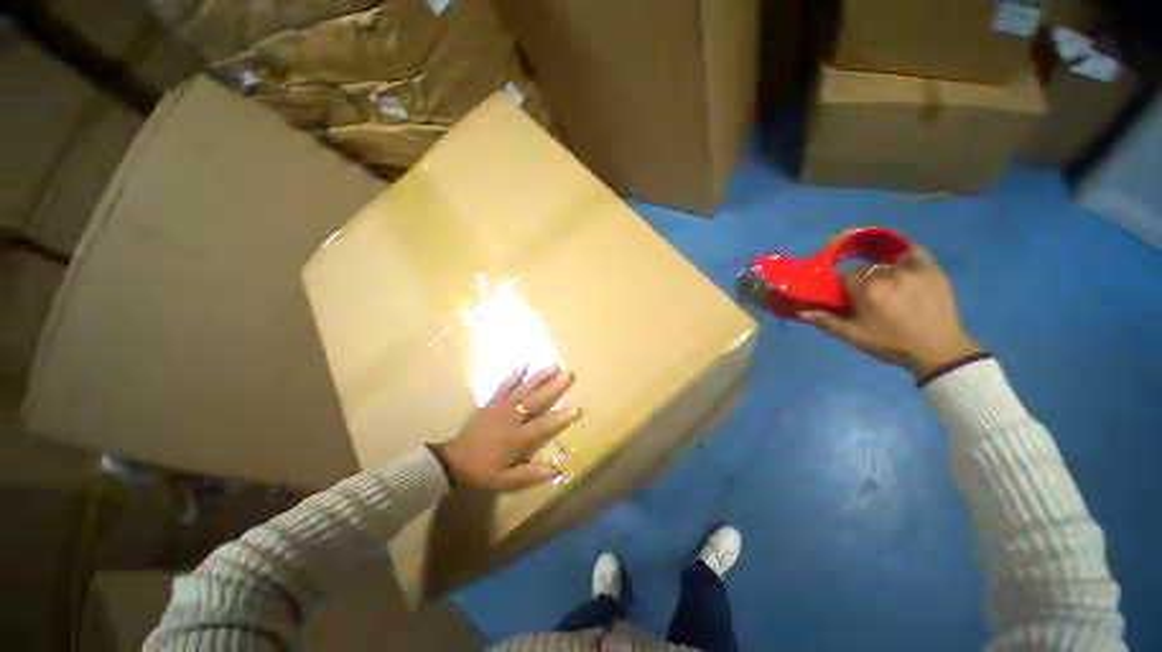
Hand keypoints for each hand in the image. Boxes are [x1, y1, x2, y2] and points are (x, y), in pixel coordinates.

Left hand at [434, 365, 581, 491]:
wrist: (453, 460)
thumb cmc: (481, 470)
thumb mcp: (504, 480)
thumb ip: (529, 474)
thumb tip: (556, 471)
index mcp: (515, 438)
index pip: (541, 426)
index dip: (559, 418)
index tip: (576, 408)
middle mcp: (510, 418)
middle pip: (534, 400)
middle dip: (553, 387)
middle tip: (568, 374)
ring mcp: (499, 407)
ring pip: (522, 389)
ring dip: (538, 377)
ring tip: (552, 366)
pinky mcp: (491, 403)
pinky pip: (504, 386)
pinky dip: (514, 376)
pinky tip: (523, 365)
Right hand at [801, 247, 981, 378]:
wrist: (937, 350)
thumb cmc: (890, 343)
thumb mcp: (853, 336)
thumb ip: (826, 321)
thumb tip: (801, 312)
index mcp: (867, 288)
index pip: (845, 276)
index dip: (842, 287)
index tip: (847, 299)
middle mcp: (888, 274)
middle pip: (865, 269)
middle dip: (862, 281)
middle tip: (868, 298)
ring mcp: (912, 270)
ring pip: (886, 265)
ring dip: (883, 274)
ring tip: (889, 290)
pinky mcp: (932, 271)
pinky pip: (915, 254)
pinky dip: (906, 259)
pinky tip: (904, 270)